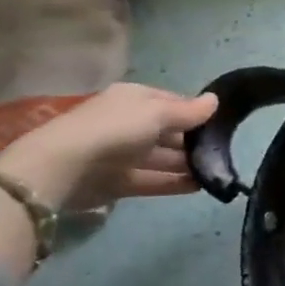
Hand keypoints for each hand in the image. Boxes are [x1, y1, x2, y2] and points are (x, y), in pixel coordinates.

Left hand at [0, 83, 218, 210]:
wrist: (61, 169)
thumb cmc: (114, 129)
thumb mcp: (157, 113)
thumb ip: (188, 111)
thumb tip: (215, 100)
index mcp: (134, 98)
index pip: (172, 102)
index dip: (196, 112)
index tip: (222, 123)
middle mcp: (127, 123)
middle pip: (168, 131)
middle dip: (193, 141)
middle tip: (224, 151)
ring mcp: (121, 154)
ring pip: (161, 157)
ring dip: (187, 164)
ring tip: (216, 172)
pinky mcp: (117, 182)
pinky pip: (152, 180)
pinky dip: (173, 183)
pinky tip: (199, 187)